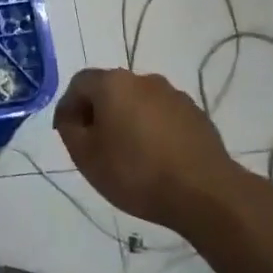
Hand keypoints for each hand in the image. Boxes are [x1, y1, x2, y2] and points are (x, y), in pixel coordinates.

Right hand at [54, 68, 237, 229]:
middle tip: (95, 145)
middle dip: (98, 113)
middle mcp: (144, 80)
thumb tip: (71, 116)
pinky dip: (152, 130)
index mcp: (113, 83)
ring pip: (138, 103)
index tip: (67, 133)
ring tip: (128, 154)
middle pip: (110, 90)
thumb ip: (69, 129)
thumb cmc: (135, 172)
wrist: (205, 193)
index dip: (68, 107)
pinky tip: (156, 158)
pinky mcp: (197, 115)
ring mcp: (174, 96)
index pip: (79, 83)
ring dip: (127, 121)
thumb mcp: (85, 156)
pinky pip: (163, 116)